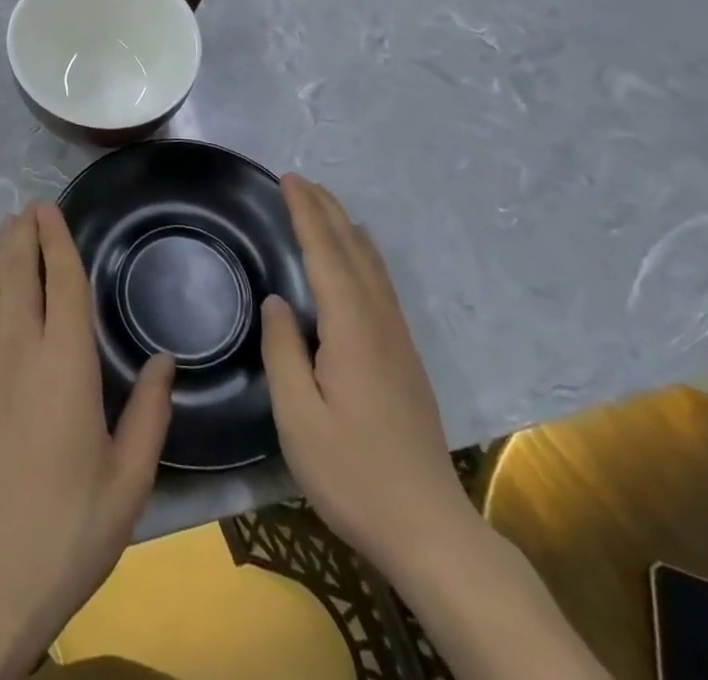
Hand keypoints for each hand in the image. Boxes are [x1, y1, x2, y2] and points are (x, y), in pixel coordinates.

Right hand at [260, 173, 471, 572]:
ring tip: (325, 205)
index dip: (306, 213)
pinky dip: (362, 255)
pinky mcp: (405, 358)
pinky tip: (359, 260)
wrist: (430, 529)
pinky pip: (381, 285)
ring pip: (372, 266)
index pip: (325, 254)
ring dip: (346, 228)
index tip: (288, 179)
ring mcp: (398, 340)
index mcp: (351, 330)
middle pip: (353, 250)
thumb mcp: (299, 419)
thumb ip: (283, 352)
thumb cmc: (354, 474)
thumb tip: (277, 301)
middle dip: (326, 211)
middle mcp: (379, 322)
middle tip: (300, 180)